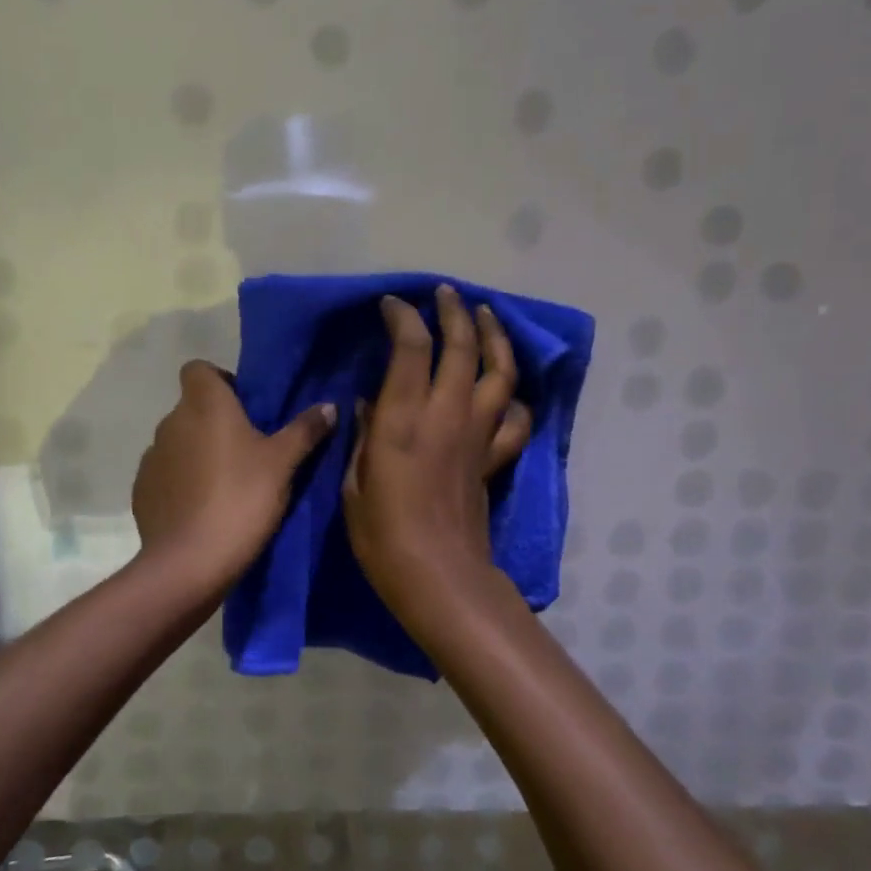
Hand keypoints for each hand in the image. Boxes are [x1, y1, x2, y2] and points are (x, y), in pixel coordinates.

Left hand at [132, 360, 335, 597]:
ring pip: (178, 442)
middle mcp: (171, 422)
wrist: (191, 562)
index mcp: (204, 404)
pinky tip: (202, 508)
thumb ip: (305, 430)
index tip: (244, 406)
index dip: (220, 381)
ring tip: (226, 484)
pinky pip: (166, 474)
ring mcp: (151, 457)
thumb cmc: (241, 499)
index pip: (198, 369)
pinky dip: (181, 482)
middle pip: (192, 408)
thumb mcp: (283, 464)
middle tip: (247, 451)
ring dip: (197, 453)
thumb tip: (329, 406)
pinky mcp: (142, 490)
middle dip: (215, 422)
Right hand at [342, 286, 532, 613]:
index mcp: (404, 417)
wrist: (439, 575)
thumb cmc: (382, 534)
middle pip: (462, 346)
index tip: (392, 304)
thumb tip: (369, 403)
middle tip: (445, 294)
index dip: (403, 316)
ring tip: (486, 316)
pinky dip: (513, 396)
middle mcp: (447, 414)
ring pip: (499, 371)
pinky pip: (515, 417)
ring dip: (494, 337)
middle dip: (454, 311)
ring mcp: (478, 434)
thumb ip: (365, 435)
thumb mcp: (354, 482)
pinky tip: (504, 388)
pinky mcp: (494, 456)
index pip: (411, 346)